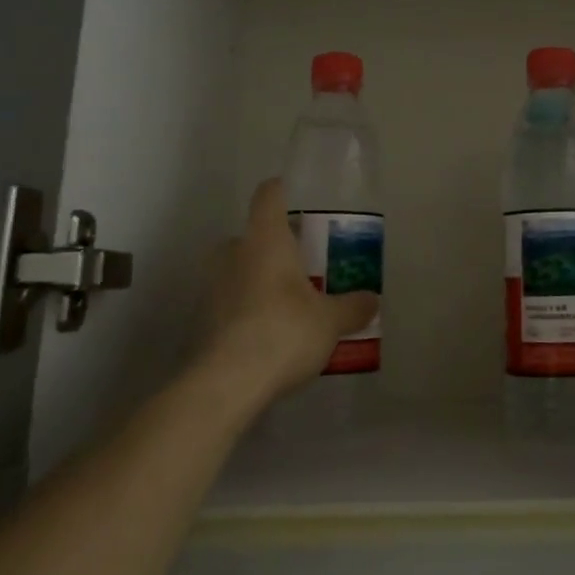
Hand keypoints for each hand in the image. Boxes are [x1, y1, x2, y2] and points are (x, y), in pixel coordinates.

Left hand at [199, 179, 380, 405]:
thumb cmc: (284, 332)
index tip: (296, 196)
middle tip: (302, 263)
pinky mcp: (202, 321)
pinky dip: (247, 309)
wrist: (226, 384)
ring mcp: (212, 288)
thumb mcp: (330, 321)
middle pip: (252, 235)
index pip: (269, 196)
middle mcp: (233, 254)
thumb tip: (372, 299)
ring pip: (239, 270)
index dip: (282, 190)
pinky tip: (269, 333)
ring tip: (289, 302)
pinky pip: (230, 303)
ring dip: (259, 279)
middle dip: (274, 246)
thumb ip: (353, 307)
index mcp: (265, 240)